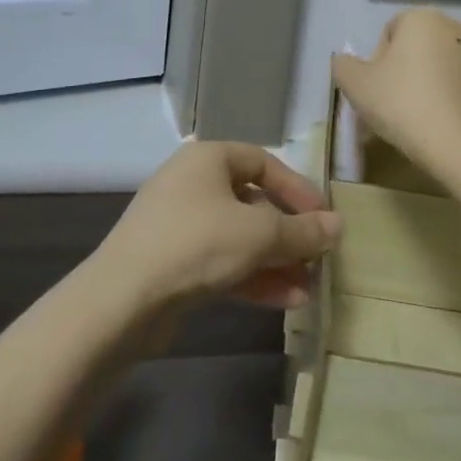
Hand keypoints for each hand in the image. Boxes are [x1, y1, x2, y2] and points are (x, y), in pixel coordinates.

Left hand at [94, 142, 340, 314]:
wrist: (123, 299)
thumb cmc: (196, 244)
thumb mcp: (259, 234)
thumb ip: (302, 230)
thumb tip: (338, 226)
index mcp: (207, 159)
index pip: (264, 162)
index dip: (298, 189)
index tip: (324, 219)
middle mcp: (193, 184)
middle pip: (253, 203)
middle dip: (289, 234)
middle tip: (319, 259)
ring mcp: (180, 225)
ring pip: (240, 237)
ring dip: (276, 261)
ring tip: (309, 289)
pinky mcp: (173, 262)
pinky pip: (223, 261)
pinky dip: (253, 277)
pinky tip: (286, 302)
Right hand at [332, 9, 460, 174]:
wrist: (457, 145)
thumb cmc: (401, 103)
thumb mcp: (354, 83)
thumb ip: (343, 65)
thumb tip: (346, 62)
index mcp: (422, 18)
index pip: (388, 33)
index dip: (376, 61)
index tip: (375, 88)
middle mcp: (453, 27)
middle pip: (413, 47)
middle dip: (399, 70)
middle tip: (388, 103)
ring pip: (434, 66)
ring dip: (421, 83)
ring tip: (410, 116)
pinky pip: (453, 84)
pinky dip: (441, 97)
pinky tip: (432, 122)